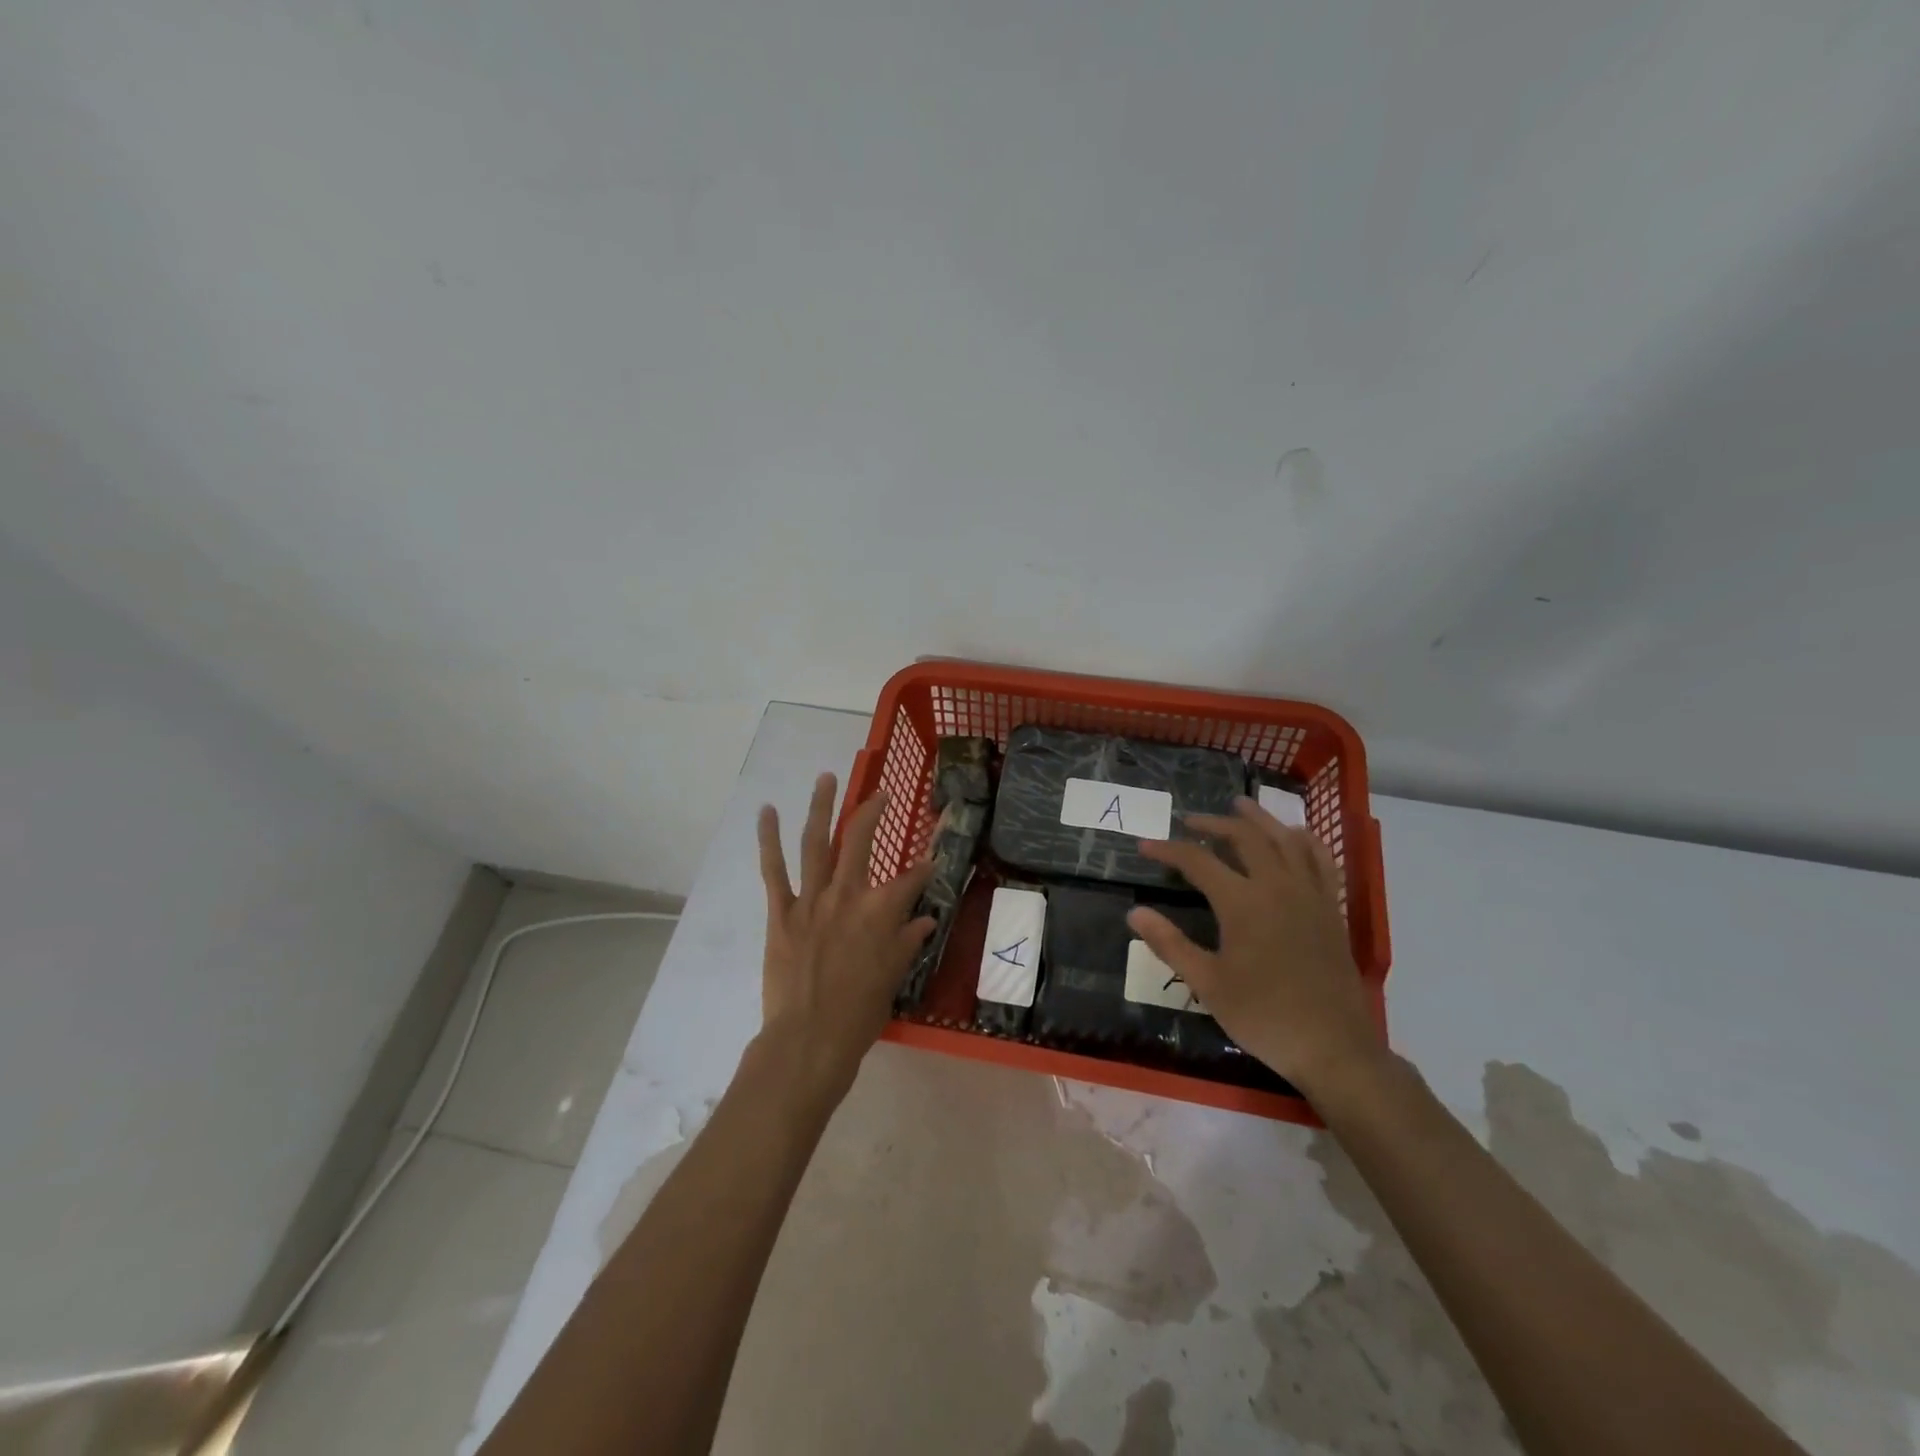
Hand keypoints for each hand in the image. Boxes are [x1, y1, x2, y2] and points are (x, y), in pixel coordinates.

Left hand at [755, 773, 935, 1097]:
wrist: (809, 1039)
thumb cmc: (860, 1012)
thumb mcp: (894, 976)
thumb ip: (909, 941)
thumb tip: (926, 920)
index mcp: (881, 911)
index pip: (911, 880)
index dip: (925, 868)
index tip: (932, 859)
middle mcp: (848, 894)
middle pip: (860, 841)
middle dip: (872, 812)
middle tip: (880, 794)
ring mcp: (812, 899)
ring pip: (817, 842)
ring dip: (821, 806)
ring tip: (825, 777)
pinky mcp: (781, 912)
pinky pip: (773, 869)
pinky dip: (768, 838)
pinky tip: (767, 811)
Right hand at [1127, 796, 1378, 1096]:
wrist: (1332, 1046)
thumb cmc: (1263, 1015)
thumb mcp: (1207, 984)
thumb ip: (1170, 944)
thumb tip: (1134, 913)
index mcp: (1242, 903)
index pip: (1198, 861)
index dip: (1168, 850)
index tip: (1145, 846)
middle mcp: (1277, 886)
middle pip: (1244, 837)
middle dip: (1213, 823)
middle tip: (1189, 820)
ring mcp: (1309, 894)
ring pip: (1284, 839)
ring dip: (1258, 819)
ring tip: (1240, 805)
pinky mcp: (1331, 908)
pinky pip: (1321, 860)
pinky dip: (1305, 840)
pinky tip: (1295, 834)